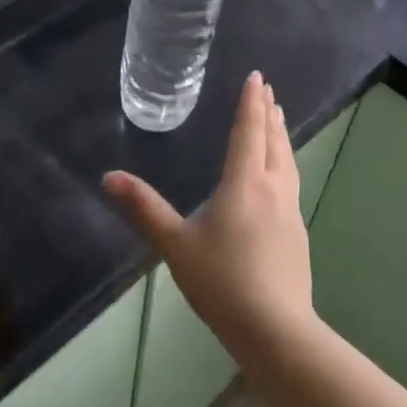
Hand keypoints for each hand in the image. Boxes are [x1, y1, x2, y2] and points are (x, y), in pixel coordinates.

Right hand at [104, 71, 316, 355]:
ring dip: (281, 138)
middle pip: (274, 143)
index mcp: (244, 184)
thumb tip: (109, 177)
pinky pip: (291, 184)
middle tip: (269, 93)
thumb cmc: (221, 281)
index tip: (258, 78)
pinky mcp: (297, 235)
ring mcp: (290, 213)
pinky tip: (280, 178)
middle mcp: (273, 190)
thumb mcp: (175, 244)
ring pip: (288, 163)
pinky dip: (284, 164)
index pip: (248, 133)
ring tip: (278, 124)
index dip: (251, 104)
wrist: (275, 328)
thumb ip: (144, 209)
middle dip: (269, 115)